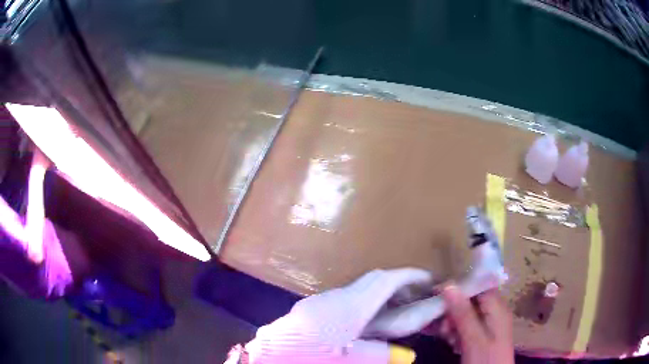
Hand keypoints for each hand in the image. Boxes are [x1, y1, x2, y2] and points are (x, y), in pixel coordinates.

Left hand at [246, 268, 432, 363]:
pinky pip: (346, 299)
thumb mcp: (349, 361)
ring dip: (380, 294)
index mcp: (348, 307)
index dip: (409, 277)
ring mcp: (320, 302)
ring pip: (358, 289)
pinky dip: (365, 303)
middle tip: (417, 295)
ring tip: (397, 308)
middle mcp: (335, 298)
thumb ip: (380, 355)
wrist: (266, 358)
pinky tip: (367, 321)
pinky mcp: (310, 311)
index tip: (428, 278)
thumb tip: (406, 354)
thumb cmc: (308, 358)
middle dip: (398, 284)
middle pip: (372, 281)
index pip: (384, 281)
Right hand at [441, 286, 513, 363]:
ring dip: (453, 323)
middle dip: (453, 310)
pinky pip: (467, 326)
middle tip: (442, 326)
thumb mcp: (473, 339)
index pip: (478, 285)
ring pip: (466, 314)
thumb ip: (463, 313)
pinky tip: (452, 343)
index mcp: (497, 307)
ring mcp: (489, 324)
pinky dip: (457, 332)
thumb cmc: (485, 360)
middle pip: (470, 300)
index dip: (459, 286)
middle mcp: (494, 311)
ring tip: (446, 337)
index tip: (436, 293)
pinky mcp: (483, 336)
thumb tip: (449, 285)